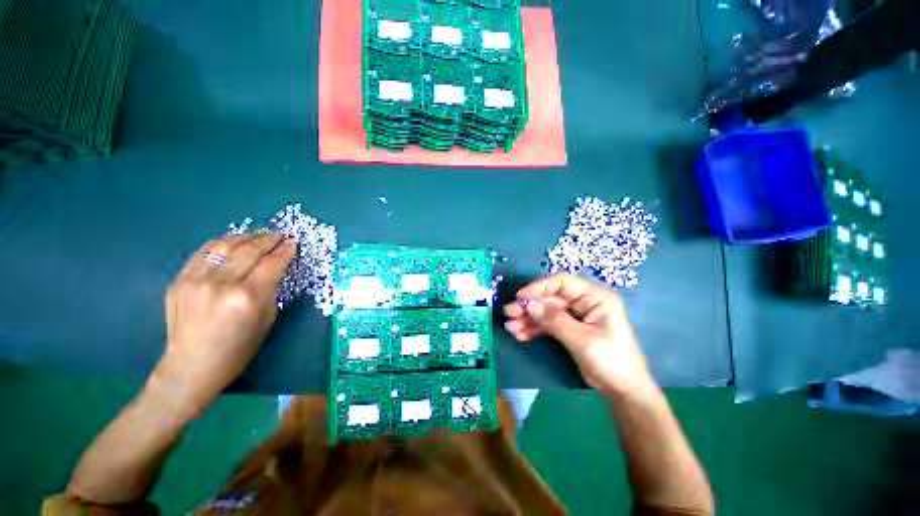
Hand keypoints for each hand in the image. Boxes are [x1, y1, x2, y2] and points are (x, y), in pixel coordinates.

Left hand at [150, 232, 296, 415]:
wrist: (191, 366)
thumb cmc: (238, 348)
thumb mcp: (267, 319)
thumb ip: (270, 290)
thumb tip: (274, 268)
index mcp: (248, 297)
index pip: (271, 263)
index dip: (285, 250)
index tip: (294, 241)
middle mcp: (221, 284)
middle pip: (249, 250)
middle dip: (268, 239)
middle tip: (279, 234)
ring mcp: (196, 280)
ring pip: (224, 245)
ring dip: (245, 236)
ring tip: (258, 234)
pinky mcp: (179, 280)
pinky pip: (203, 252)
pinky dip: (221, 242)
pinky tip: (233, 240)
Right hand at [503, 273, 651, 391]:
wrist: (622, 391)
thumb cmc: (611, 361)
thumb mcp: (583, 340)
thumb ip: (555, 320)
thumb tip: (528, 304)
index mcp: (594, 297)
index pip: (562, 282)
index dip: (539, 286)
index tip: (520, 296)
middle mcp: (583, 302)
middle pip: (550, 298)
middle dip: (529, 306)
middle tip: (509, 313)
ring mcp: (575, 315)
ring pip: (545, 311)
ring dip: (528, 318)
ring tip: (511, 327)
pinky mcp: (568, 328)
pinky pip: (547, 323)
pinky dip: (534, 328)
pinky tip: (520, 335)